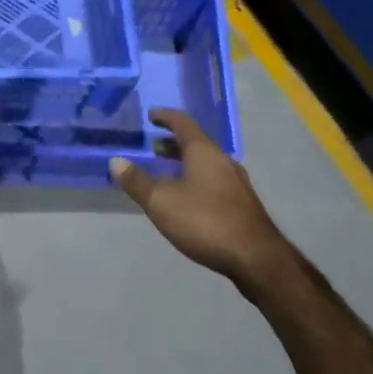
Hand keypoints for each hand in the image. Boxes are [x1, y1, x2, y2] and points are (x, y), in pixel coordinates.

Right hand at [110, 109, 288, 285]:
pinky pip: (213, 180)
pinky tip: (187, 197)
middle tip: (153, 146)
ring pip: (206, 163)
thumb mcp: (161, 202)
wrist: (256, 258)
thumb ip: (137, 181)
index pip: (183, 123)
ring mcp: (236, 183)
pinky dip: (196, 178)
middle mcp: (223, 161)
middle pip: (196, 143)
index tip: (151, 115)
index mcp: (204, 152)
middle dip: (173, 143)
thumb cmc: (205, 221)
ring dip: (185, 162)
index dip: (165, 117)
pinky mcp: (242, 203)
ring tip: (166, 171)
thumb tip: (116, 161)